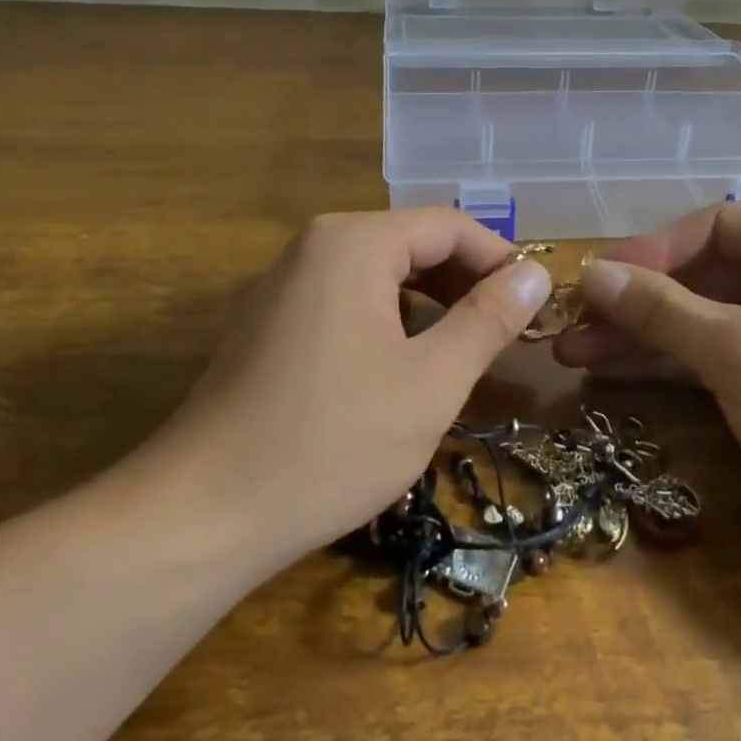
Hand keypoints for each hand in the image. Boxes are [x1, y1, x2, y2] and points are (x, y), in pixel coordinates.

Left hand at [120, 210, 552, 572]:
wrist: (205, 514)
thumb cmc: (332, 442)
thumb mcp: (432, 382)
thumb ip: (489, 319)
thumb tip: (536, 274)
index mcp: (353, 244)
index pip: (449, 225)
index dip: (500, 261)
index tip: (534, 308)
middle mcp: (314, 247)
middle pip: (412, 244)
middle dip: (466, 283)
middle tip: (506, 336)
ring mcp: (285, 286)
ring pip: (381, 275)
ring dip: (432, 306)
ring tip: (464, 354)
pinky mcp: (271, 325)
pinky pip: (348, 303)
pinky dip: (391, 323)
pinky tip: (405, 369)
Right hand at [554, 206, 740, 578]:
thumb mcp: (738, 348)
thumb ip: (659, 309)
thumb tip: (591, 273)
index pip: (713, 226)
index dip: (650, 252)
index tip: (595, 283)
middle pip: (702, 276)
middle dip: (635, 302)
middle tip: (570, 325)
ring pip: (702, 321)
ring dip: (641, 337)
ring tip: (573, 355)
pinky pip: (715, 357)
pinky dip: (669, 365)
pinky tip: (613, 373)